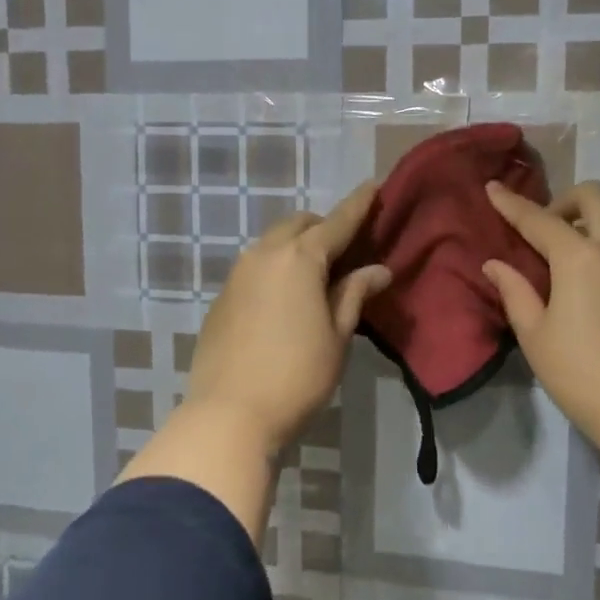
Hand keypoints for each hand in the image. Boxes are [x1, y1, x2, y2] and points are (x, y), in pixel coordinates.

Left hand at [185, 181, 391, 450]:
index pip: (337, 222)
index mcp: (299, 258)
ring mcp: (237, 273)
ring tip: (316, 274)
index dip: (358, 204)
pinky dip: (275, 267)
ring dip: (296, 246)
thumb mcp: (337, 336)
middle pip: (299, 224)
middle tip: (345, 249)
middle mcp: (264, 254)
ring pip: (272, 242)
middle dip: (323, 227)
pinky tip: (285, 297)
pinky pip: (255, 265)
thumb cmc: (297, 375)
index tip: (374, 185)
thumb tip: (377, 270)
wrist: (229, 413)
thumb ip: (354, 295)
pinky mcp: (222, 296)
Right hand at [482, 180, 599, 454]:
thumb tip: (495, 264)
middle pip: (595, 196)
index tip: (494, 190)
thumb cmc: (584, 379)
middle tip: (556, 230)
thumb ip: (515, 293)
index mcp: (579, 257)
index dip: (511, 204)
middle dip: (568, 202)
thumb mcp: (536, 338)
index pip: (537, 219)